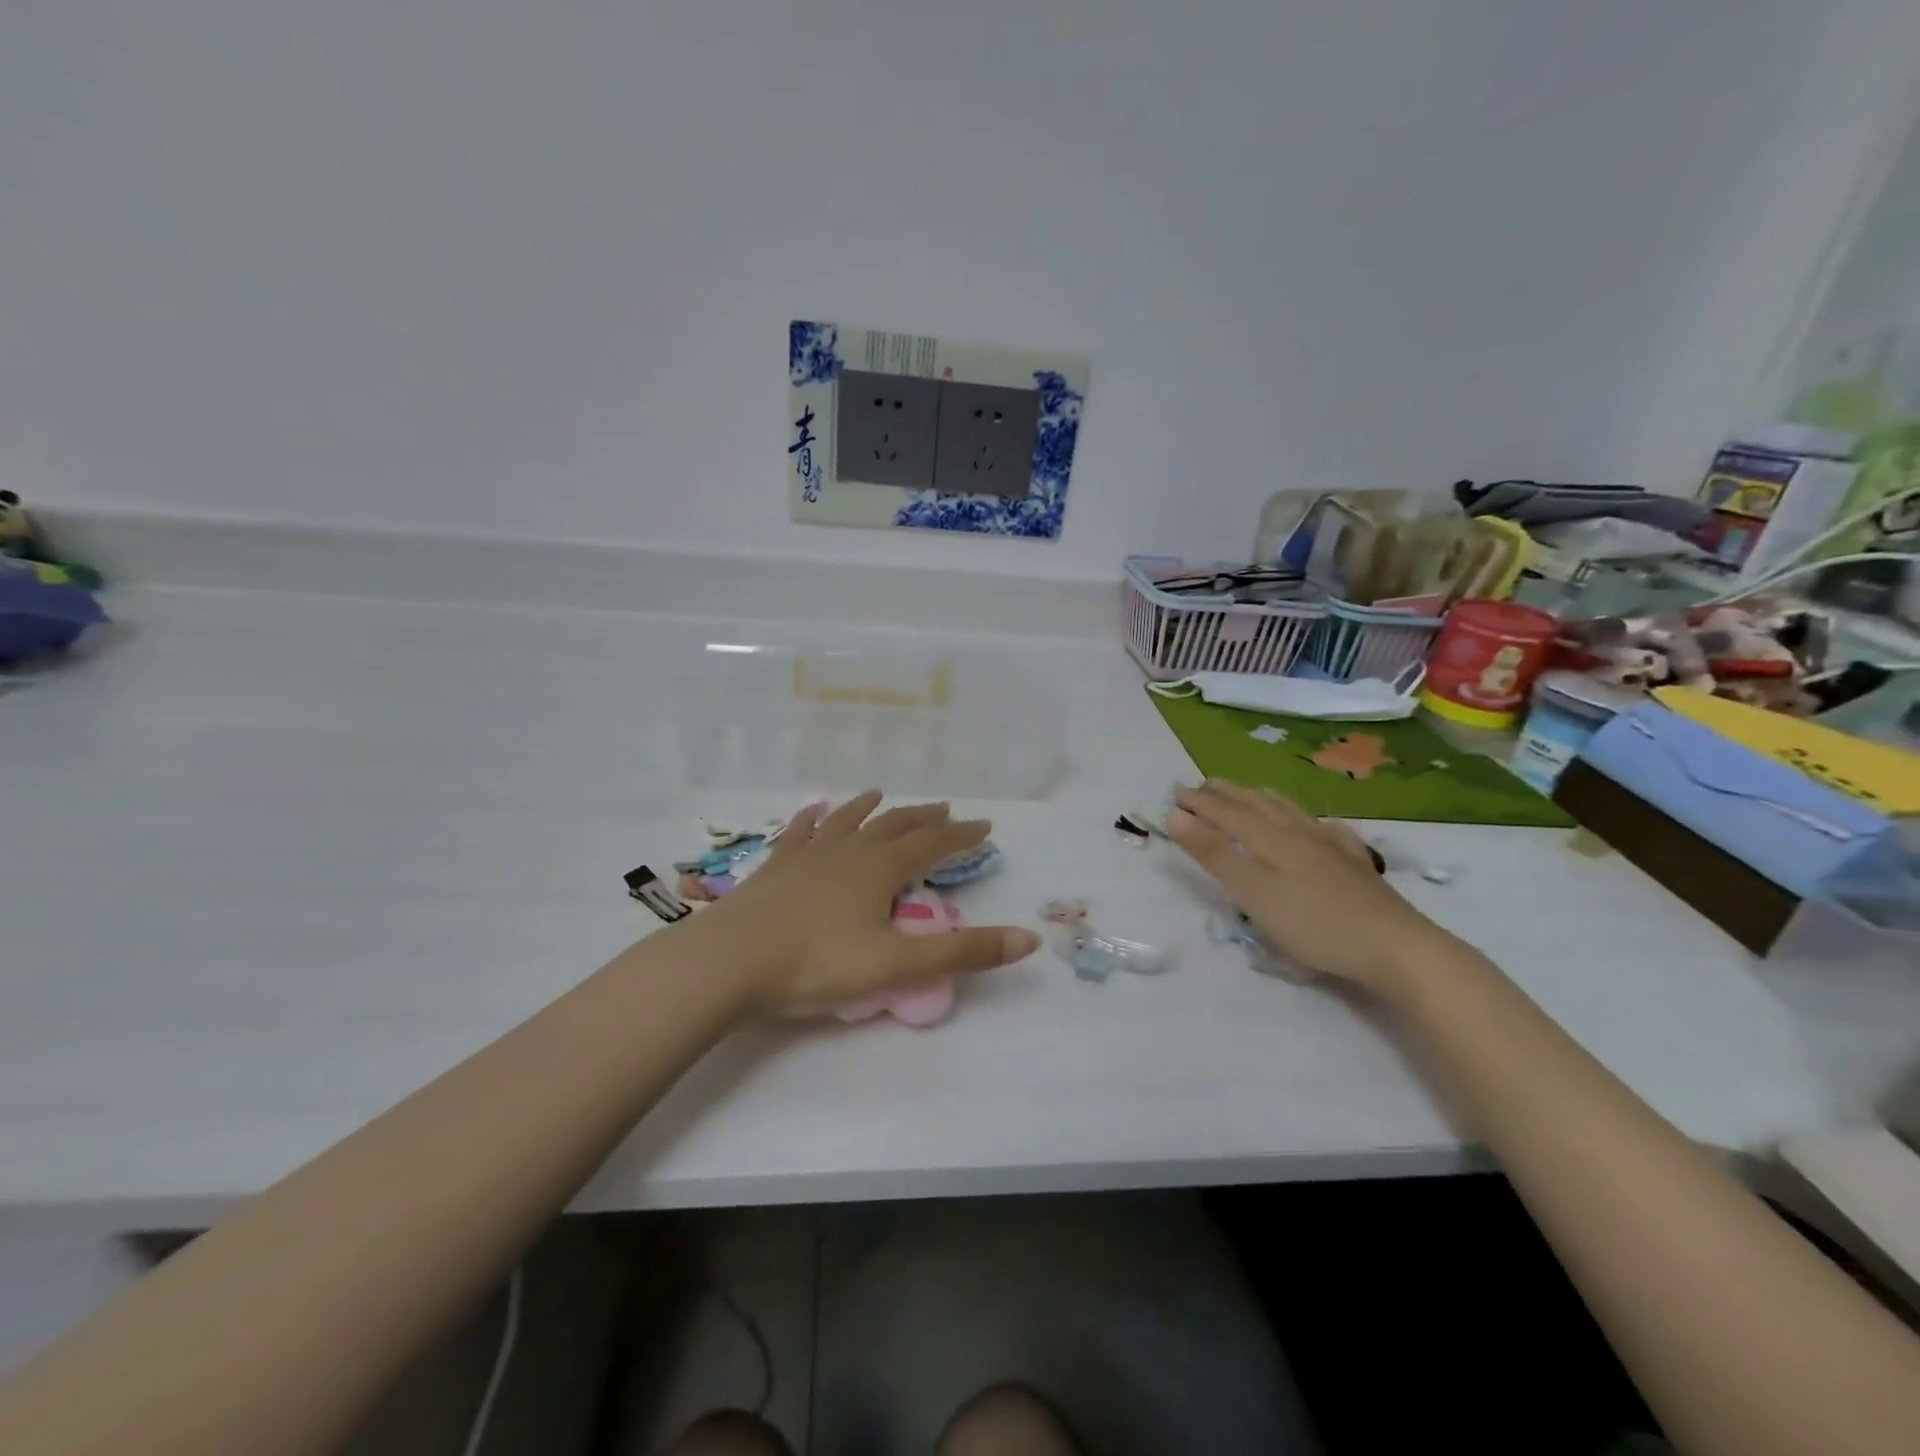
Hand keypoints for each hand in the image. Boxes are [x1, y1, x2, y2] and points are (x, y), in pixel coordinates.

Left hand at [676, 790, 1040, 1017]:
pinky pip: (800, 832)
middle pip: (894, 826)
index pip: (932, 845)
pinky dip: (813, 819)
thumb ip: (962, 954)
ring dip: (871, 809)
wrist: (728, 961)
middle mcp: (848, 851)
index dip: (961, 836)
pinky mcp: (776, 866)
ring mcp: (808, 854)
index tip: (984, 827)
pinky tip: (814, 810)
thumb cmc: (815, 964)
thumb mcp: (897, 965)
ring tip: (883, 795)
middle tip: (945, 810)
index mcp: (880, 870)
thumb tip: (1029, 940)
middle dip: (923, 818)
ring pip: (848, 822)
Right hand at [1168, 779, 1447, 990]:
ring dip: (1261, 798)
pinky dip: (1308, 819)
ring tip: (1248, 793)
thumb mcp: (1253, 892)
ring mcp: (1331, 845)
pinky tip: (1318, 824)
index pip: (1227, 812)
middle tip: (1203, 784)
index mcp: (1271, 838)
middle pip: (1257, 804)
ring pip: (1290, 811)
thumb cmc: (1314, 923)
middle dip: (1227, 793)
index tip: (1174, 792)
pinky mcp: (1354, 864)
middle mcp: (1299, 831)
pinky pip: (1325, 828)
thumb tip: (1175, 816)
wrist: (1395, 946)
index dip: (1200, 802)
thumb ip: (1214, 854)